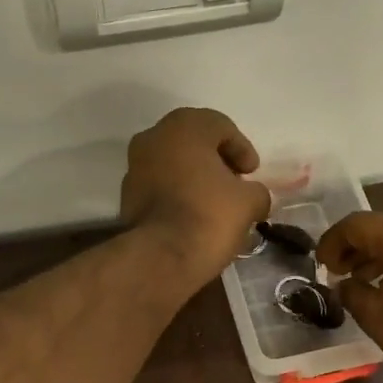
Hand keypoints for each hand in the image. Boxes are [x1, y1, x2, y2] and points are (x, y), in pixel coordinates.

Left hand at [121, 108, 271, 284]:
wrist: (161, 256)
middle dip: (216, 160)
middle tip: (235, 182)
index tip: (252, 173)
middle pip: (193, 141)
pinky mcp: (126, 195)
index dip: (242, 148)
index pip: (221, 126)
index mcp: (184, 127)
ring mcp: (135, 166)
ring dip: (195, 176)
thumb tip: (254, 197)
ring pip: (173, 162)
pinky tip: (193, 214)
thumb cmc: (209, 215)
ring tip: (215, 201)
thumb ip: (256, 191)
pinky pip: (159, 184)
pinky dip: (177, 192)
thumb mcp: (249, 201)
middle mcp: (153, 138)